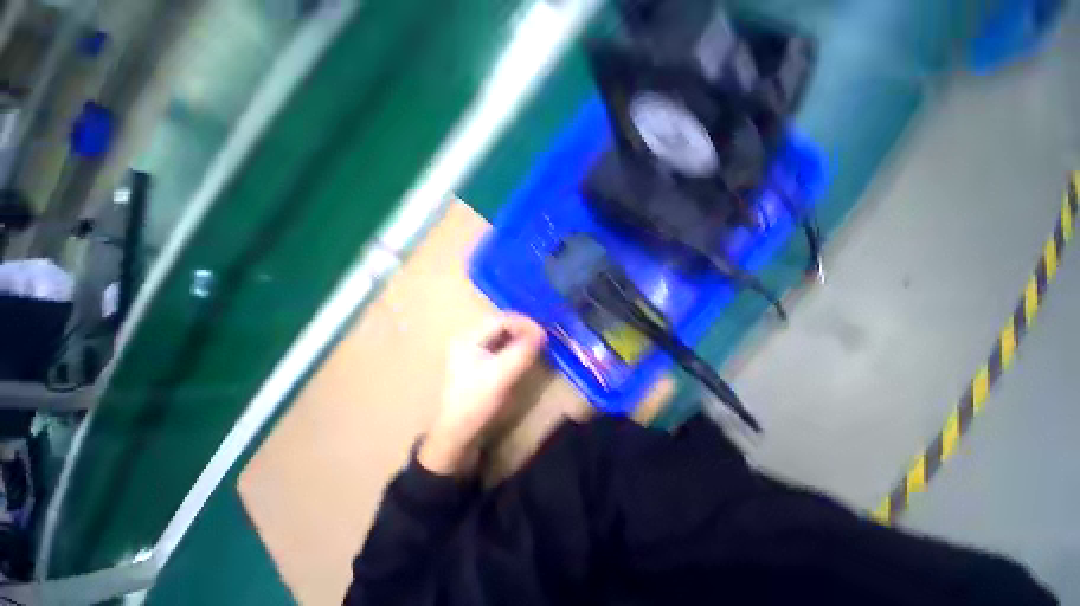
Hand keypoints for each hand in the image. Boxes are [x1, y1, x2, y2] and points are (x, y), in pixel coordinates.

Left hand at [418, 313, 546, 475]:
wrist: (458, 435)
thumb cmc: (477, 403)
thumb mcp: (502, 376)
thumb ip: (522, 352)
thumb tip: (541, 333)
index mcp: (468, 338)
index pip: (501, 319)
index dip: (524, 324)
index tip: (543, 334)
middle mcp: (468, 338)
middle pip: (501, 324)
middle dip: (523, 328)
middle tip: (541, 338)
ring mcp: (471, 350)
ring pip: (501, 334)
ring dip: (520, 336)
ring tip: (536, 343)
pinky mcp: (477, 362)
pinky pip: (500, 345)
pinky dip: (514, 346)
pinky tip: (523, 353)